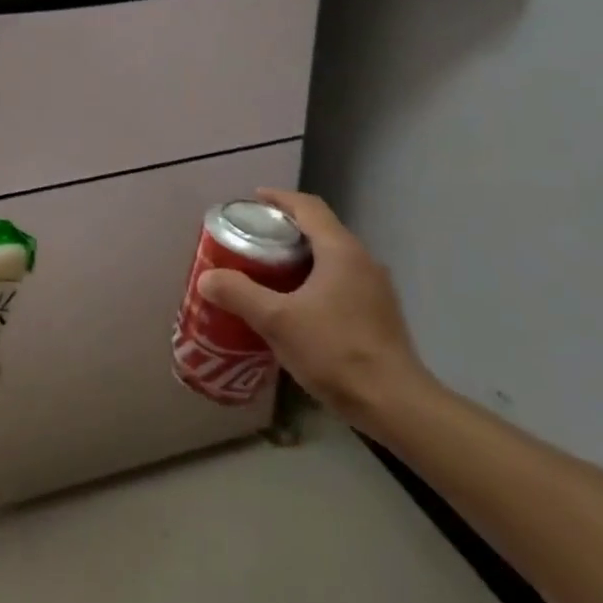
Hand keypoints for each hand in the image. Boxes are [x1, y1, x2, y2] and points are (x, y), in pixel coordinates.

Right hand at [199, 190, 431, 434]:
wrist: (394, 404)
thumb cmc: (335, 351)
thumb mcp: (277, 321)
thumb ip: (240, 294)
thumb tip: (207, 277)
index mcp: (341, 251)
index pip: (308, 207)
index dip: (279, 198)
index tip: (253, 200)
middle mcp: (362, 261)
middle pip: (320, 230)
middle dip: (284, 229)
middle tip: (251, 239)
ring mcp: (375, 289)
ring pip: (331, 258)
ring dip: (299, 257)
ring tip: (267, 271)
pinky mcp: (378, 314)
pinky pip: (340, 282)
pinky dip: (313, 280)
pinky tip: (295, 305)